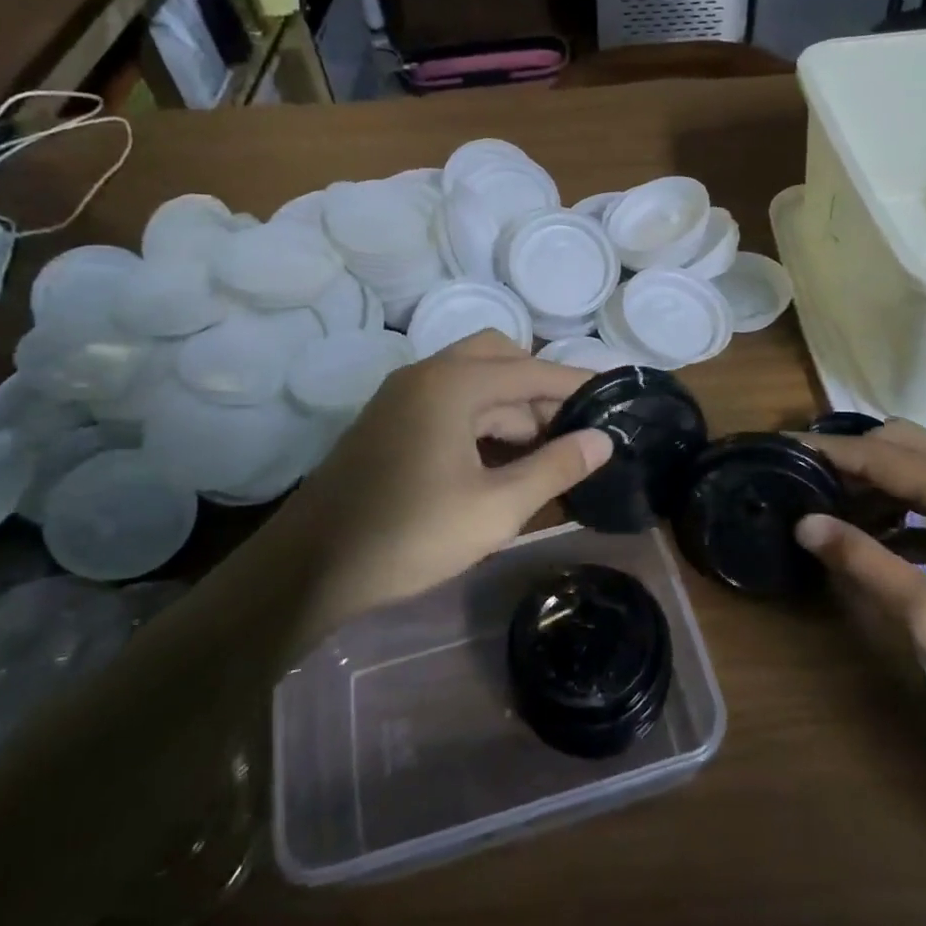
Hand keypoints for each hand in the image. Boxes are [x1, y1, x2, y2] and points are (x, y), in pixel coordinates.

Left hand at [267, 332, 611, 635]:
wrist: (311, 567)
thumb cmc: (410, 535)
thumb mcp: (495, 509)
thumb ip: (554, 468)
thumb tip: (602, 440)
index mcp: (453, 384)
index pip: (531, 370)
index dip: (576, 385)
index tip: (614, 398)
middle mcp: (426, 374)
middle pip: (499, 357)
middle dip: (540, 388)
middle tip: (573, 427)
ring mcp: (402, 395)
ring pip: (473, 380)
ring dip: (512, 405)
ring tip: (546, 449)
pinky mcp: (390, 420)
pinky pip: (449, 401)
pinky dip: (483, 418)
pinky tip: (501, 457)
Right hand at [795, 421, 925, 770]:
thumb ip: (867, 564)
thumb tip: (806, 524)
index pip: (884, 456)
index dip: (828, 453)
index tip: (781, 450)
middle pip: (908, 442)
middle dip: (853, 456)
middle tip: (803, 481)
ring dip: (882, 475)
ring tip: (832, 503)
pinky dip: (912, 498)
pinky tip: (884, 529)